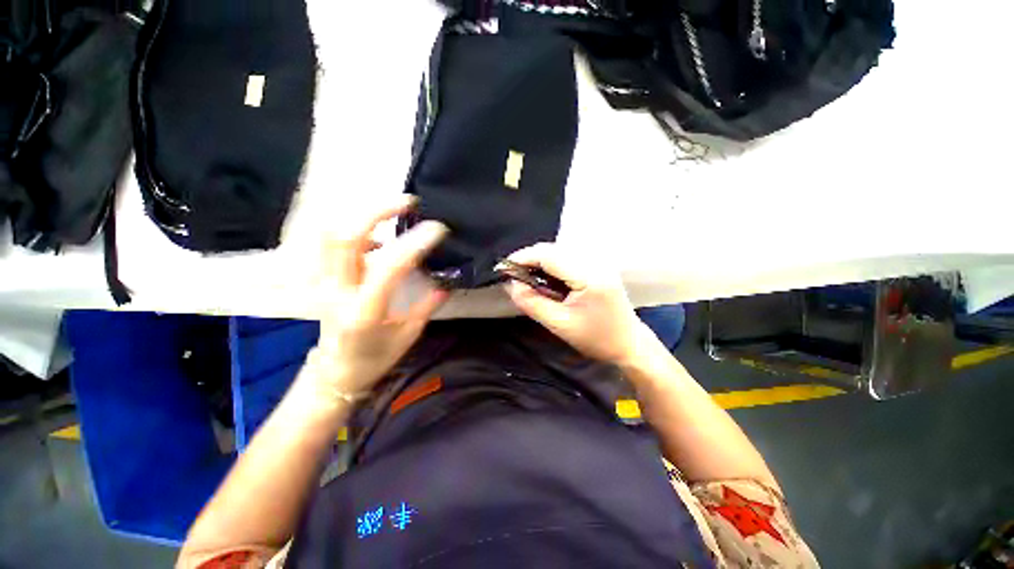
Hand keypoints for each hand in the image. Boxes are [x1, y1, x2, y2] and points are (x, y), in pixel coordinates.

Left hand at [306, 197, 448, 401]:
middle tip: (408, 203)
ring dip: (361, 216)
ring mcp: (324, 283)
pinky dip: (355, 231)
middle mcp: (338, 292)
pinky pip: (330, 243)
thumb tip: (445, 283)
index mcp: (366, 310)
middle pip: (345, 236)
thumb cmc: (374, 359)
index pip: (389, 267)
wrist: (334, 373)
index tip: (437, 229)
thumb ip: (427, 306)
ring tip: (391, 213)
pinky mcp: (321, 279)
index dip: (414, 243)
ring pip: (330, 234)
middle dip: (377, 211)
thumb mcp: (408, 335)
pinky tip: (378, 238)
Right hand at [502, 243, 651, 366]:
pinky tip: (544, 277)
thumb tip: (511, 284)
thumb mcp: (559, 325)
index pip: (549, 256)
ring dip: (539, 261)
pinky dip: (551, 264)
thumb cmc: (596, 339)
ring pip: (560, 251)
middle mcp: (595, 262)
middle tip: (513, 275)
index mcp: (589, 276)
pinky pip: (568, 257)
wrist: (629, 343)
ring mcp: (599, 262)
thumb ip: (532, 303)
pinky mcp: (598, 266)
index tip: (504, 268)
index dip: (523, 258)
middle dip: (529, 258)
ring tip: (525, 277)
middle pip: (554, 249)